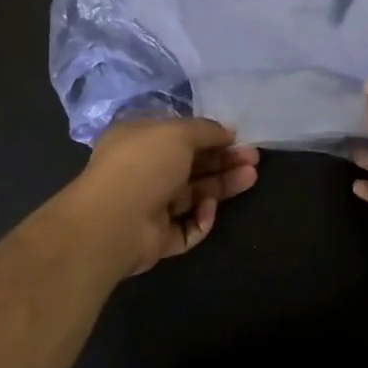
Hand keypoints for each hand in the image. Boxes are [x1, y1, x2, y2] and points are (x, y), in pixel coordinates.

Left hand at [64, 117, 259, 277]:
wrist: (114, 221)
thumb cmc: (144, 163)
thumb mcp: (178, 133)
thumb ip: (206, 130)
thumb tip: (228, 131)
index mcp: (139, 140)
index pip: (178, 136)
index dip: (209, 136)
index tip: (237, 137)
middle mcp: (143, 170)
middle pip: (191, 165)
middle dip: (223, 160)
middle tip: (253, 158)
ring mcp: (149, 205)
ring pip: (193, 194)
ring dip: (221, 185)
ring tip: (251, 177)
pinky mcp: (157, 237)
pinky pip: (187, 227)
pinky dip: (201, 218)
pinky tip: (208, 209)